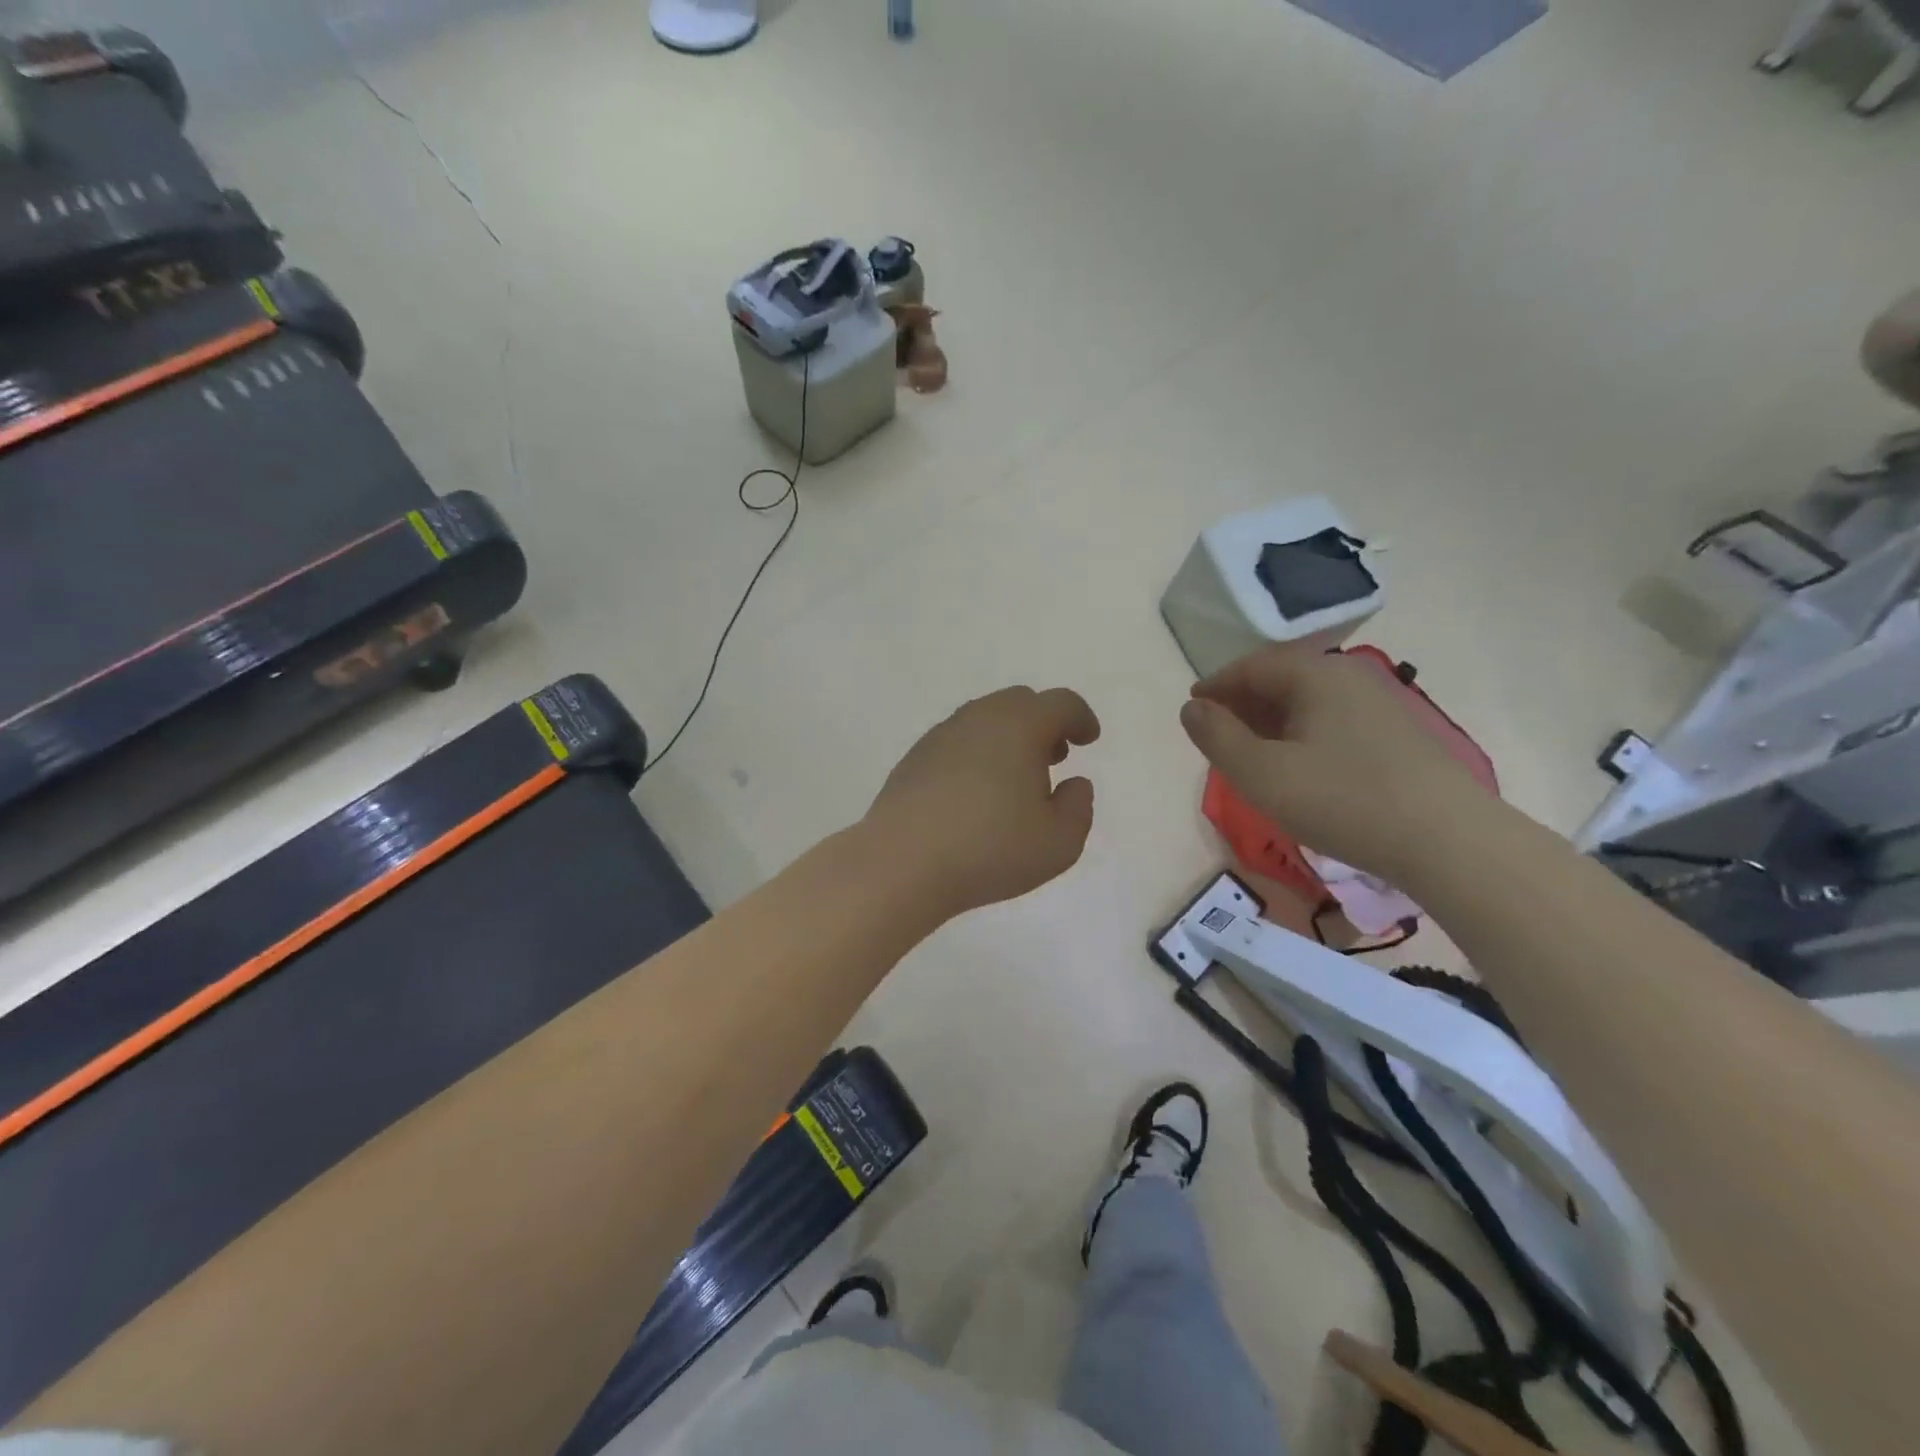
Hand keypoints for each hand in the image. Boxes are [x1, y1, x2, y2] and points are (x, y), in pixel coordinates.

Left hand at [865, 686, 1099, 918]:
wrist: (902, 863)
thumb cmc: (990, 850)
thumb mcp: (1059, 843)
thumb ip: (1078, 808)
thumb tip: (1074, 783)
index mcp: (1019, 726)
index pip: (1060, 703)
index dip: (1081, 718)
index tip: (1088, 739)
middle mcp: (979, 718)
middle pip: (1020, 702)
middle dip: (1044, 723)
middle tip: (1054, 757)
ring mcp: (941, 735)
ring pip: (985, 718)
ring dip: (1008, 737)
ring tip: (1015, 778)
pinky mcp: (914, 758)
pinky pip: (957, 741)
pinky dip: (977, 753)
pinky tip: (975, 792)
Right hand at [1180, 647, 1489, 884]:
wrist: (1449, 841)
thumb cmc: (1342, 800)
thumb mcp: (1261, 773)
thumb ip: (1217, 737)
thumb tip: (1191, 708)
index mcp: (1316, 674)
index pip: (1251, 666)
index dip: (1216, 686)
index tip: (1192, 708)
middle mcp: (1350, 677)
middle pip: (1282, 679)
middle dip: (1243, 703)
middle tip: (1217, 733)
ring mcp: (1381, 704)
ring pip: (1309, 702)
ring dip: (1272, 720)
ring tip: (1252, 753)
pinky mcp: (1399, 735)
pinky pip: (1333, 721)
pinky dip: (1302, 733)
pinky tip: (1300, 766)